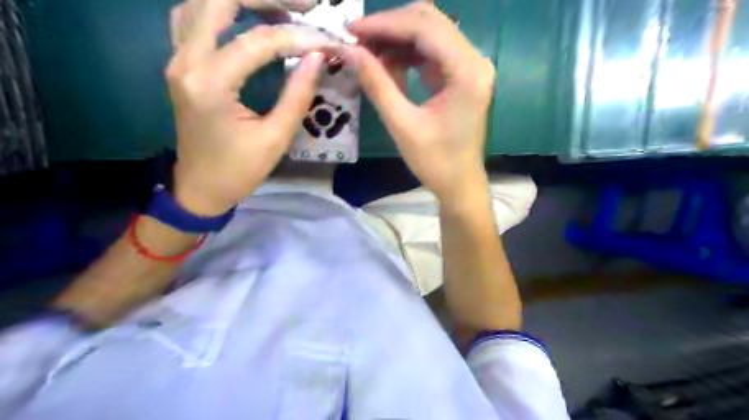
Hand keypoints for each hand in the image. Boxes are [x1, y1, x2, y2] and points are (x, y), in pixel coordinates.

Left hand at [167, 0, 334, 216]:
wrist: (200, 188)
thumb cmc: (239, 171)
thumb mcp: (276, 138)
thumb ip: (297, 95)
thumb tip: (317, 57)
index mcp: (210, 83)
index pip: (257, 41)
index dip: (297, 38)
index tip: (327, 42)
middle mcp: (186, 61)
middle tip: (306, 5)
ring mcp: (178, 59)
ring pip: (203, 3)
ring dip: (244, 0)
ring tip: (284, 9)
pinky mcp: (181, 64)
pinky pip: (195, 19)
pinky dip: (223, 10)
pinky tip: (248, 18)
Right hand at [350, 2, 494, 205]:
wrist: (459, 183)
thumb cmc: (435, 162)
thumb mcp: (402, 125)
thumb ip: (377, 84)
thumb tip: (348, 51)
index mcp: (467, 72)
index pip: (424, 28)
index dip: (384, 24)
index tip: (350, 30)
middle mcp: (474, 60)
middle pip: (428, 22)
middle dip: (389, 27)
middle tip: (356, 40)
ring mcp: (469, 66)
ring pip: (429, 33)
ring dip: (396, 39)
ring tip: (367, 53)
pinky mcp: (461, 75)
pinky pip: (431, 52)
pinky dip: (406, 54)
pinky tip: (386, 64)